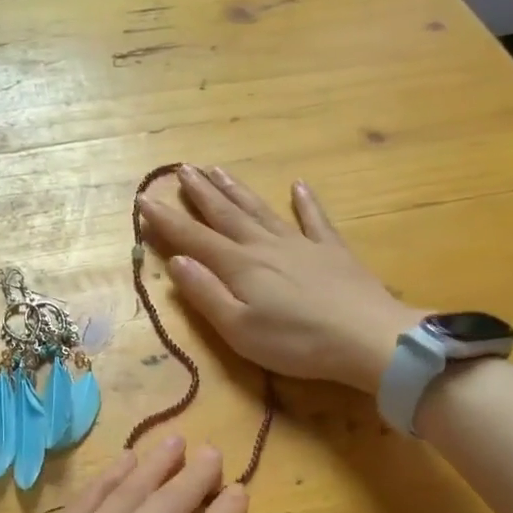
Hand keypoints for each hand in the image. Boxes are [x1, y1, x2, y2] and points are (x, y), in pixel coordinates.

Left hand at [0, 436, 248, 512]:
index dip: (230, 509)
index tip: (238, 490)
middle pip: (175, 498)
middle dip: (198, 474)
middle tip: (212, 452)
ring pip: (134, 485)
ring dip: (159, 461)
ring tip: (177, 442)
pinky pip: (92, 492)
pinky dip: (113, 472)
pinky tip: (126, 461)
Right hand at [137, 166, 417, 390]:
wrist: (368, 339)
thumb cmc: (296, 342)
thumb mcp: (238, 329)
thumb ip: (205, 294)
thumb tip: (177, 262)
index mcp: (239, 266)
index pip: (193, 238)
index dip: (166, 220)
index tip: (143, 200)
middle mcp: (264, 246)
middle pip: (226, 215)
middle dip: (200, 193)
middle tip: (182, 169)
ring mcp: (301, 245)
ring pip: (261, 210)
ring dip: (236, 191)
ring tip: (218, 170)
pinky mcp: (332, 252)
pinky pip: (315, 220)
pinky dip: (305, 202)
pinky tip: (298, 187)